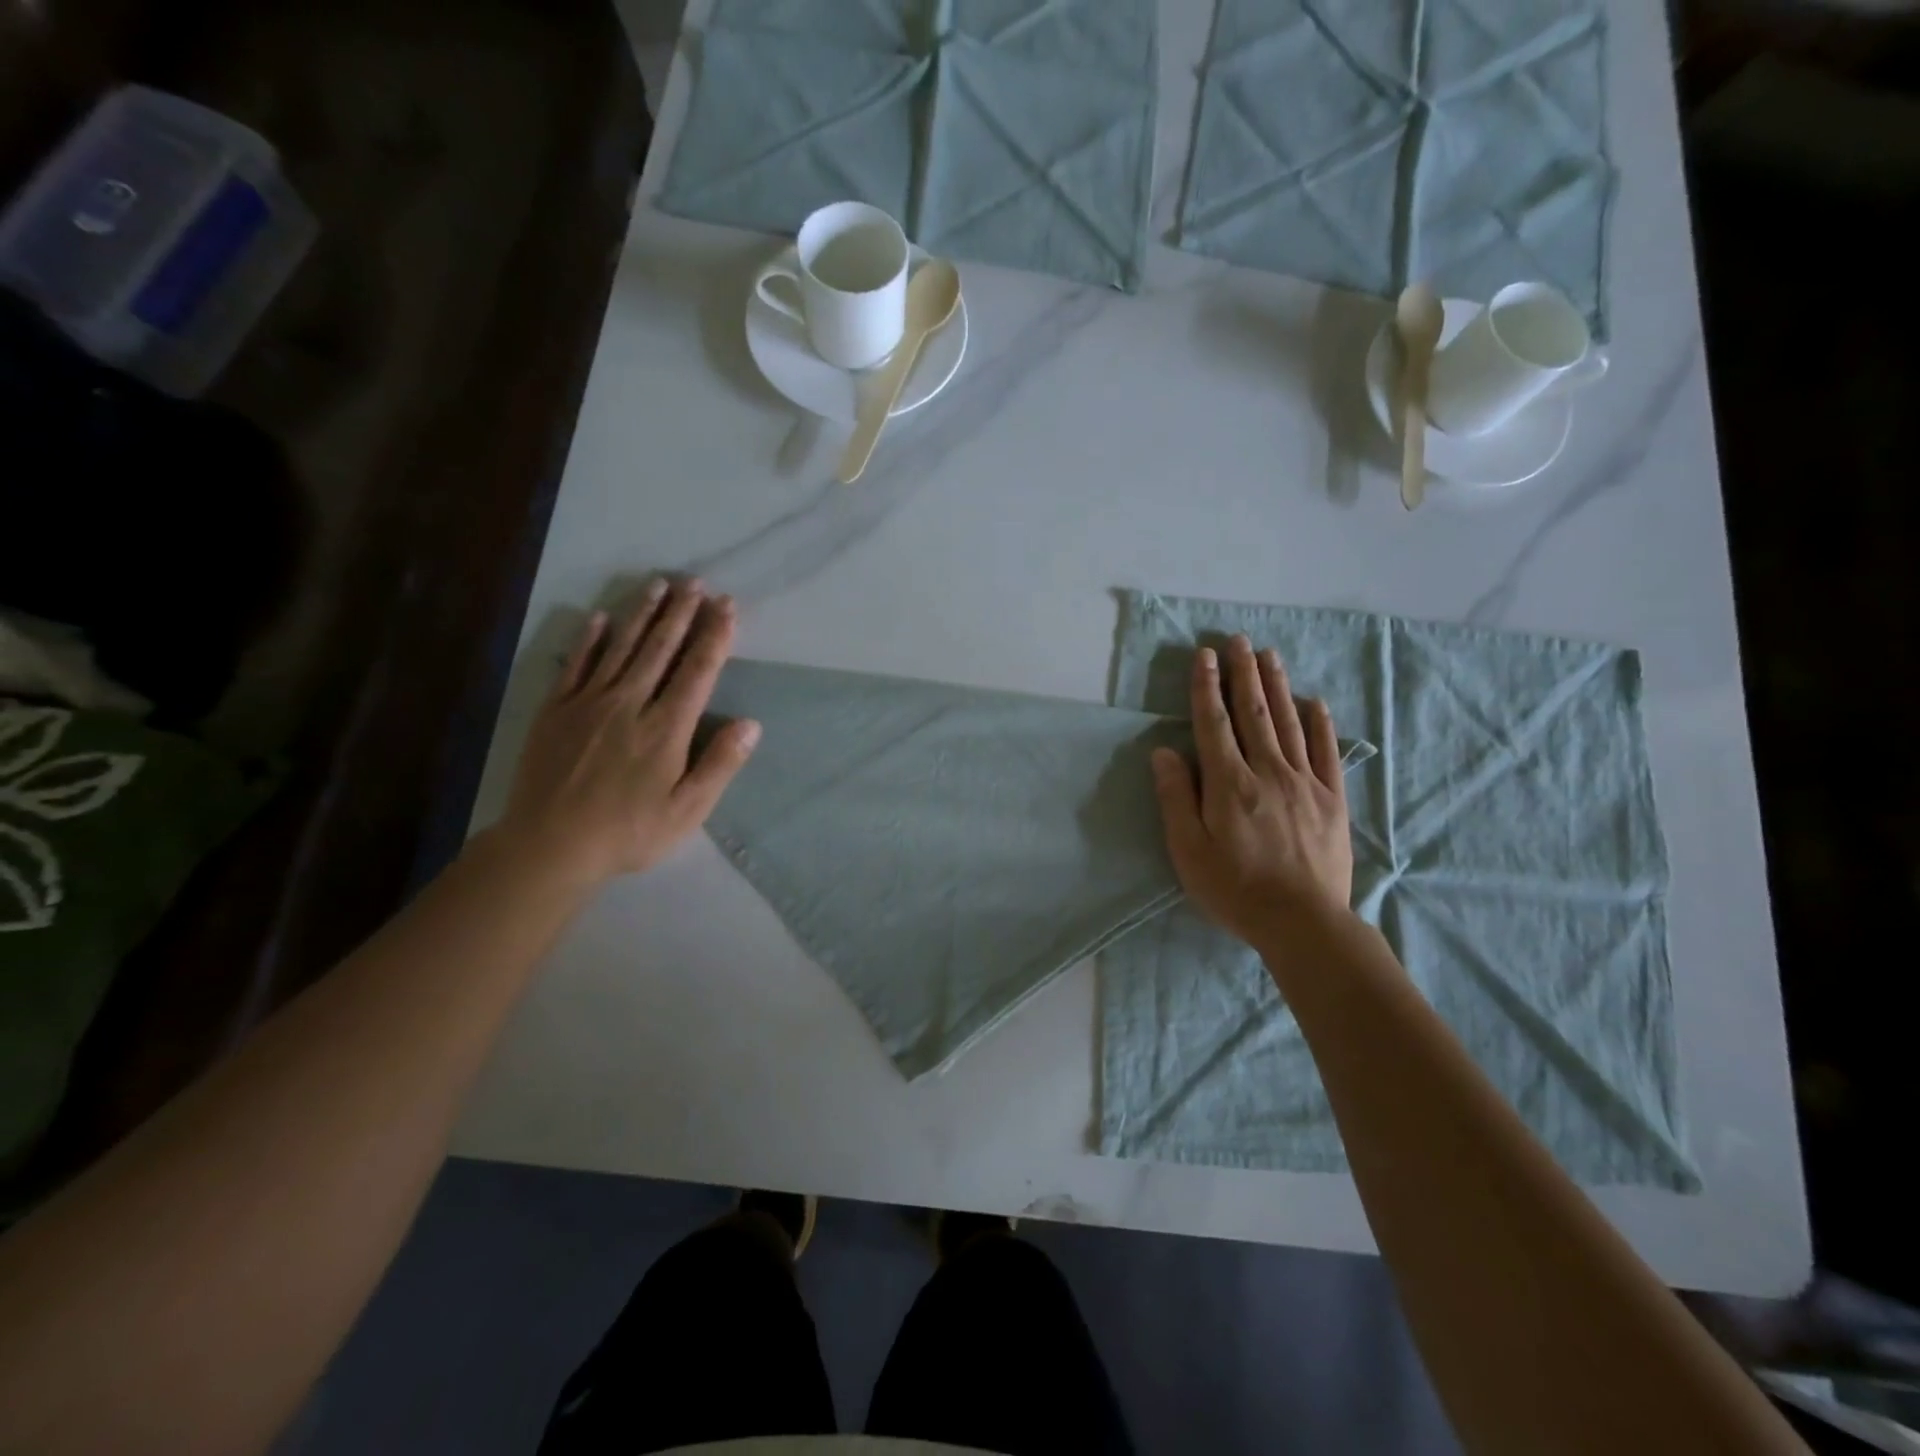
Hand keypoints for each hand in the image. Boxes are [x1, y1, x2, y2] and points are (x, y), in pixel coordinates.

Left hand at [496, 578, 760, 884]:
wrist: (548, 845)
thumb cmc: (628, 832)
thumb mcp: (687, 811)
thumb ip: (720, 765)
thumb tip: (751, 724)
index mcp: (666, 728)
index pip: (697, 671)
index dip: (714, 636)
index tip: (727, 606)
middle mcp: (629, 704)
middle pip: (660, 649)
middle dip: (681, 613)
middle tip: (695, 582)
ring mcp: (588, 703)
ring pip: (621, 647)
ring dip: (642, 614)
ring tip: (659, 585)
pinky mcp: (555, 710)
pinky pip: (575, 664)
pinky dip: (589, 639)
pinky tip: (600, 617)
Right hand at [1152, 635, 1353, 944]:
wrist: (1303, 923)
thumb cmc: (1235, 889)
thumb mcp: (1188, 850)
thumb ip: (1177, 798)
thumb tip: (1165, 752)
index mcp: (1229, 783)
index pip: (1214, 723)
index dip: (1207, 687)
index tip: (1204, 655)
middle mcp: (1267, 772)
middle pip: (1253, 713)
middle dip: (1243, 673)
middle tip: (1238, 640)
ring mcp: (1305, 783)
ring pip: (1288, 723)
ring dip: (1277, 686)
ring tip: (1269, 655)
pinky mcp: (1332, 799)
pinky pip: (1325, 752)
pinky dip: (1320, 724)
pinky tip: (1315, 702)